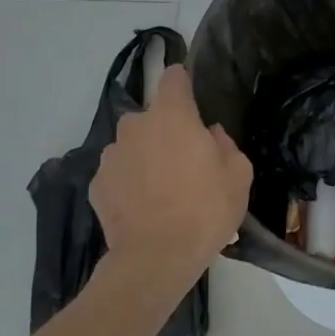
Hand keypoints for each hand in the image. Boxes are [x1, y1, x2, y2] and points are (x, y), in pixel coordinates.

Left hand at [90, 64, 252, 288]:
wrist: (156, 258)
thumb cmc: (204, 210)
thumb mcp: (238, 175)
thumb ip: (225, 144)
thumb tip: (209, 135)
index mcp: (171, 115)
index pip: (173, 77)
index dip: (183, 83)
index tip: (192, 99)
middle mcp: (135, 126)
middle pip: (152, 116)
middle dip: (166, 131)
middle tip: (185, 162)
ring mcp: (111, 155)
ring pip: (133, 146)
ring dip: (145, 157)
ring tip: (161, 191)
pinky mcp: (96, 184)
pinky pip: (118, 174)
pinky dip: (129, 183)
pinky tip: (143, 208)